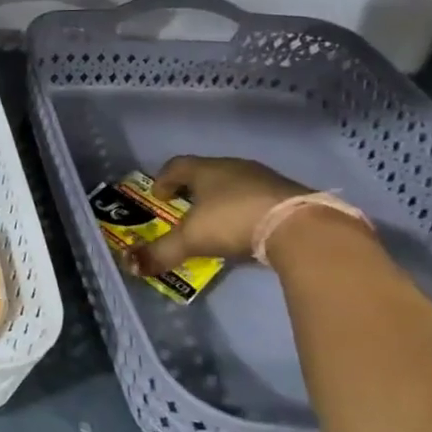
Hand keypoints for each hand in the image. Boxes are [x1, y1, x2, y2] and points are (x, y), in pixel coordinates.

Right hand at [128, 155, 310, 275]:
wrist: (301, 228)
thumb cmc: (233, 222)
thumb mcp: (191, 240)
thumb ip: (161, 252)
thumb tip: (130, 265)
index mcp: (206, 170)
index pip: (177, 166)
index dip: (164, 179)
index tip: (158, 195)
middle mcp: (234, 167)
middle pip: (207, 172)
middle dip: (193, 189)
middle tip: (185, 207)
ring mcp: (266, 179)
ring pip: (236, 184)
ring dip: (223, 198)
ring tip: (217, 220)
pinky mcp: (291, 196)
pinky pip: (260, 198)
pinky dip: (248, 210)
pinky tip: (248, 229)